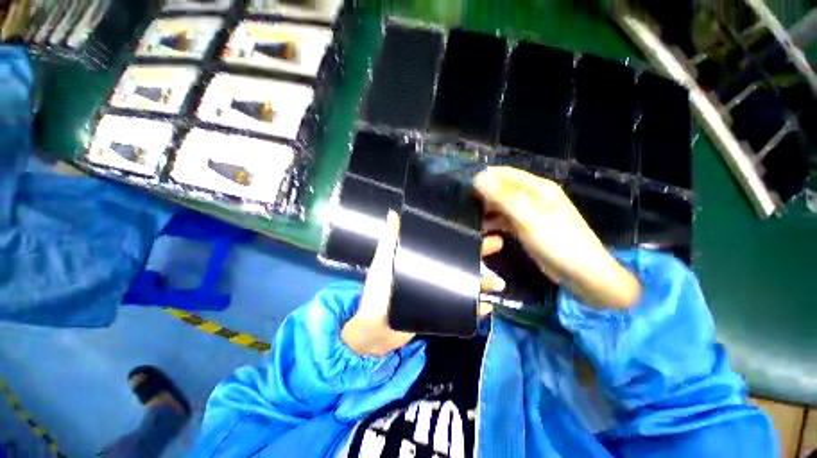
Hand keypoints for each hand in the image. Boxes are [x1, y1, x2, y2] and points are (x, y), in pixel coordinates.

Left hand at [341, 210, 504, 356]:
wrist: (374, 329)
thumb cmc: (377, 293)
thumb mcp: (383, 262)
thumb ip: (389, 240)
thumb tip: (394, 212)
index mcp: (421, 260)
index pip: (445, 244)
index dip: (462, 237)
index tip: (478, 228)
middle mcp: (431, 273)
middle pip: (459, 261)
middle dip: (479, 254)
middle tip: (498, 245)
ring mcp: (437, 293)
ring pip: (465, 284)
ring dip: (482, 283)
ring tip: (498, 284)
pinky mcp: (439, 311)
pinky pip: (461, 308)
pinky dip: (474, 308)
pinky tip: (487, 307)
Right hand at [474, 167, 640, 308]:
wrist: (582, 274)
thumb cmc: (557, 241)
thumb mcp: (528, 217)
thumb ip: (503, 196)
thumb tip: (479, 177)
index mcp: (537, 187)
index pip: (504, 174)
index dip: (484, 177)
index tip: (463, 187)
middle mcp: (532, 196)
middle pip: (502, 189)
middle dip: (483, 197)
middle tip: (465, 208)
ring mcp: (529, 213)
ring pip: (502, 206)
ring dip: (487, 212)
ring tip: (471, 221)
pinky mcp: (527, 228)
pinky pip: (506, 220)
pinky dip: (494, 224)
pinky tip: (484, 232)